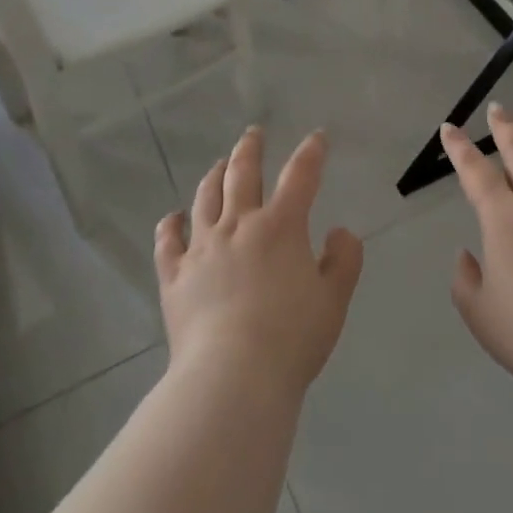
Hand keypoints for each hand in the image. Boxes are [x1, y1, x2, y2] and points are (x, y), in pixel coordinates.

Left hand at [155, 127, 363, 398]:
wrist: (232, 379)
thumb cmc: (291, 338)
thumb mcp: (334, 300)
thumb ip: (344, 260)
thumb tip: (339, 231)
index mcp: (281, 226)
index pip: (301, 175)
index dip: (311, 152)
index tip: (317, 137)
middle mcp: (239, 225)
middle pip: (242, 173)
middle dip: (250, 148)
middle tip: (253, 133)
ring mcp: (202, 248)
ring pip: (205, 198)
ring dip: (214, 176)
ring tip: (218, 164)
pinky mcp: (175, 276)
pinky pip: (168, 242)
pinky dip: (170, 225)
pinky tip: (172, 217)